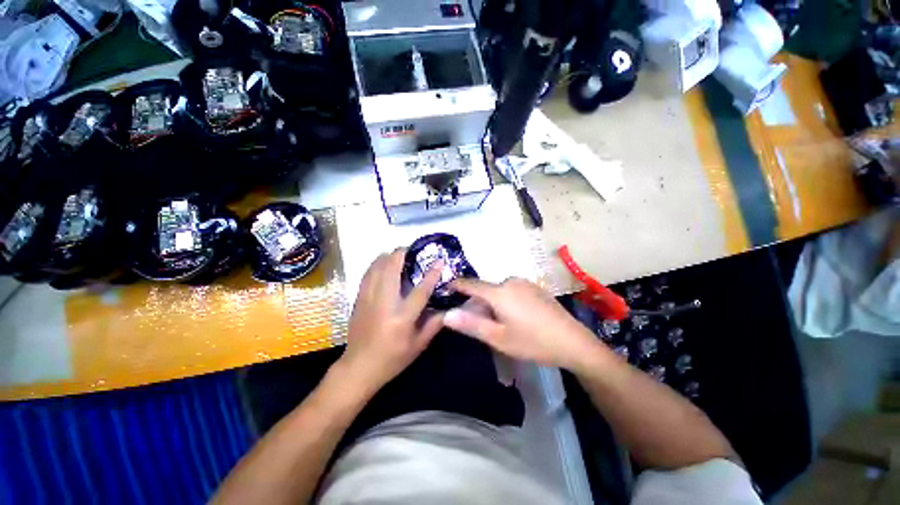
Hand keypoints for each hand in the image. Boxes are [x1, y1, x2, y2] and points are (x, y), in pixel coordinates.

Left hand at [337, 249, 444, 391]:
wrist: (359, 367)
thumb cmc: (392, 358)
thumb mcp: (419, 345)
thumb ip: (434, 324)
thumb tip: (448, 307)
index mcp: (402, 318)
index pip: (420, 290)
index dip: (431, 274)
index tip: (439, 260)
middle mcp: (384, 304)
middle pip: (391, 270)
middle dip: (401, 254)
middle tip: (412, 250)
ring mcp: (368, 299)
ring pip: (376, 268)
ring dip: (388, 257)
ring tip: (398, 254)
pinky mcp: (358, 299)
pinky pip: (367, 274)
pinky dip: (376, 264)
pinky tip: (382, 263)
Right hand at [443, 277, 601, 370]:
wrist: (573, 342)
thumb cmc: (533, 342)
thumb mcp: (499, 338)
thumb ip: (471, 324)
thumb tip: (446, 314)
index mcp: (500, 291)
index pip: (471, 284)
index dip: (457, 285)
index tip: (446, 287)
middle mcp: (511, 281)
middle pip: (486, 290)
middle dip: (478, 303)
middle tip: (479, 323)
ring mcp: (525, 283)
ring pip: (499, 291)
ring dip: (492, 303)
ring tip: (499, 324)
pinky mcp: (535, 287)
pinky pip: (512, 290)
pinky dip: (505, 300)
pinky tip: (516, 317)